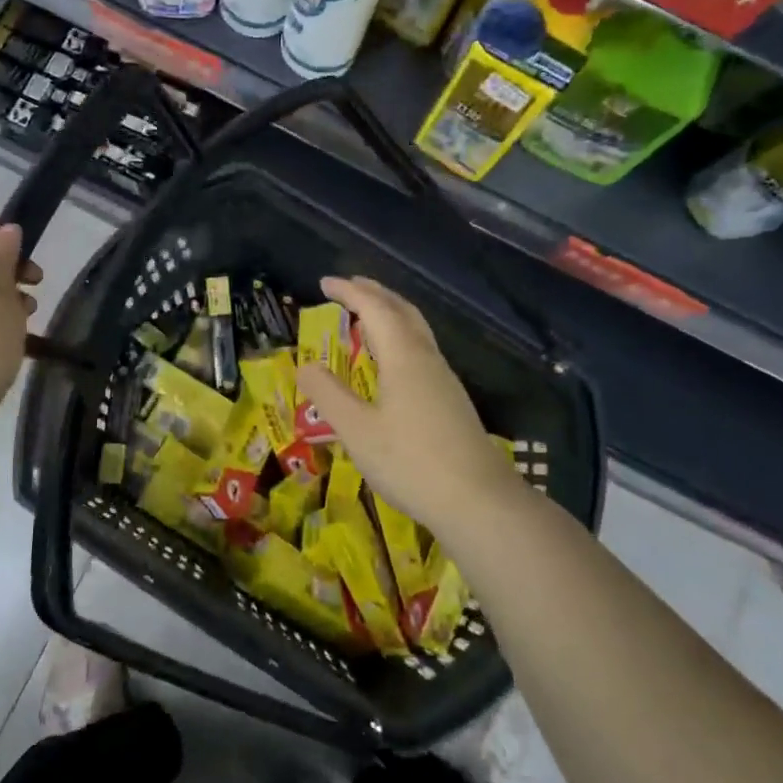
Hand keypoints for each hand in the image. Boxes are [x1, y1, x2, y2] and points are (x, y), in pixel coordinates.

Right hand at [295, 276, 524, 547]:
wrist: (478, 500)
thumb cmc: (411, 462)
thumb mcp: (357, 431)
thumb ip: (328, 395)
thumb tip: (304, 364)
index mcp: (404, 357)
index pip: (375, 308)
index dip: (349, 292)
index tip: (325, 282)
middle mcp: (427, 359)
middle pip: (402, 311)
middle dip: (374, 293)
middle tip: (348, 287)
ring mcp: (444, 379)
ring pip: (416, 330)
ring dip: (391, 313)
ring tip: (367, 315)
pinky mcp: (451, 400)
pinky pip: (422, 350)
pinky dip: (401, 337)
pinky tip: (392, 361)